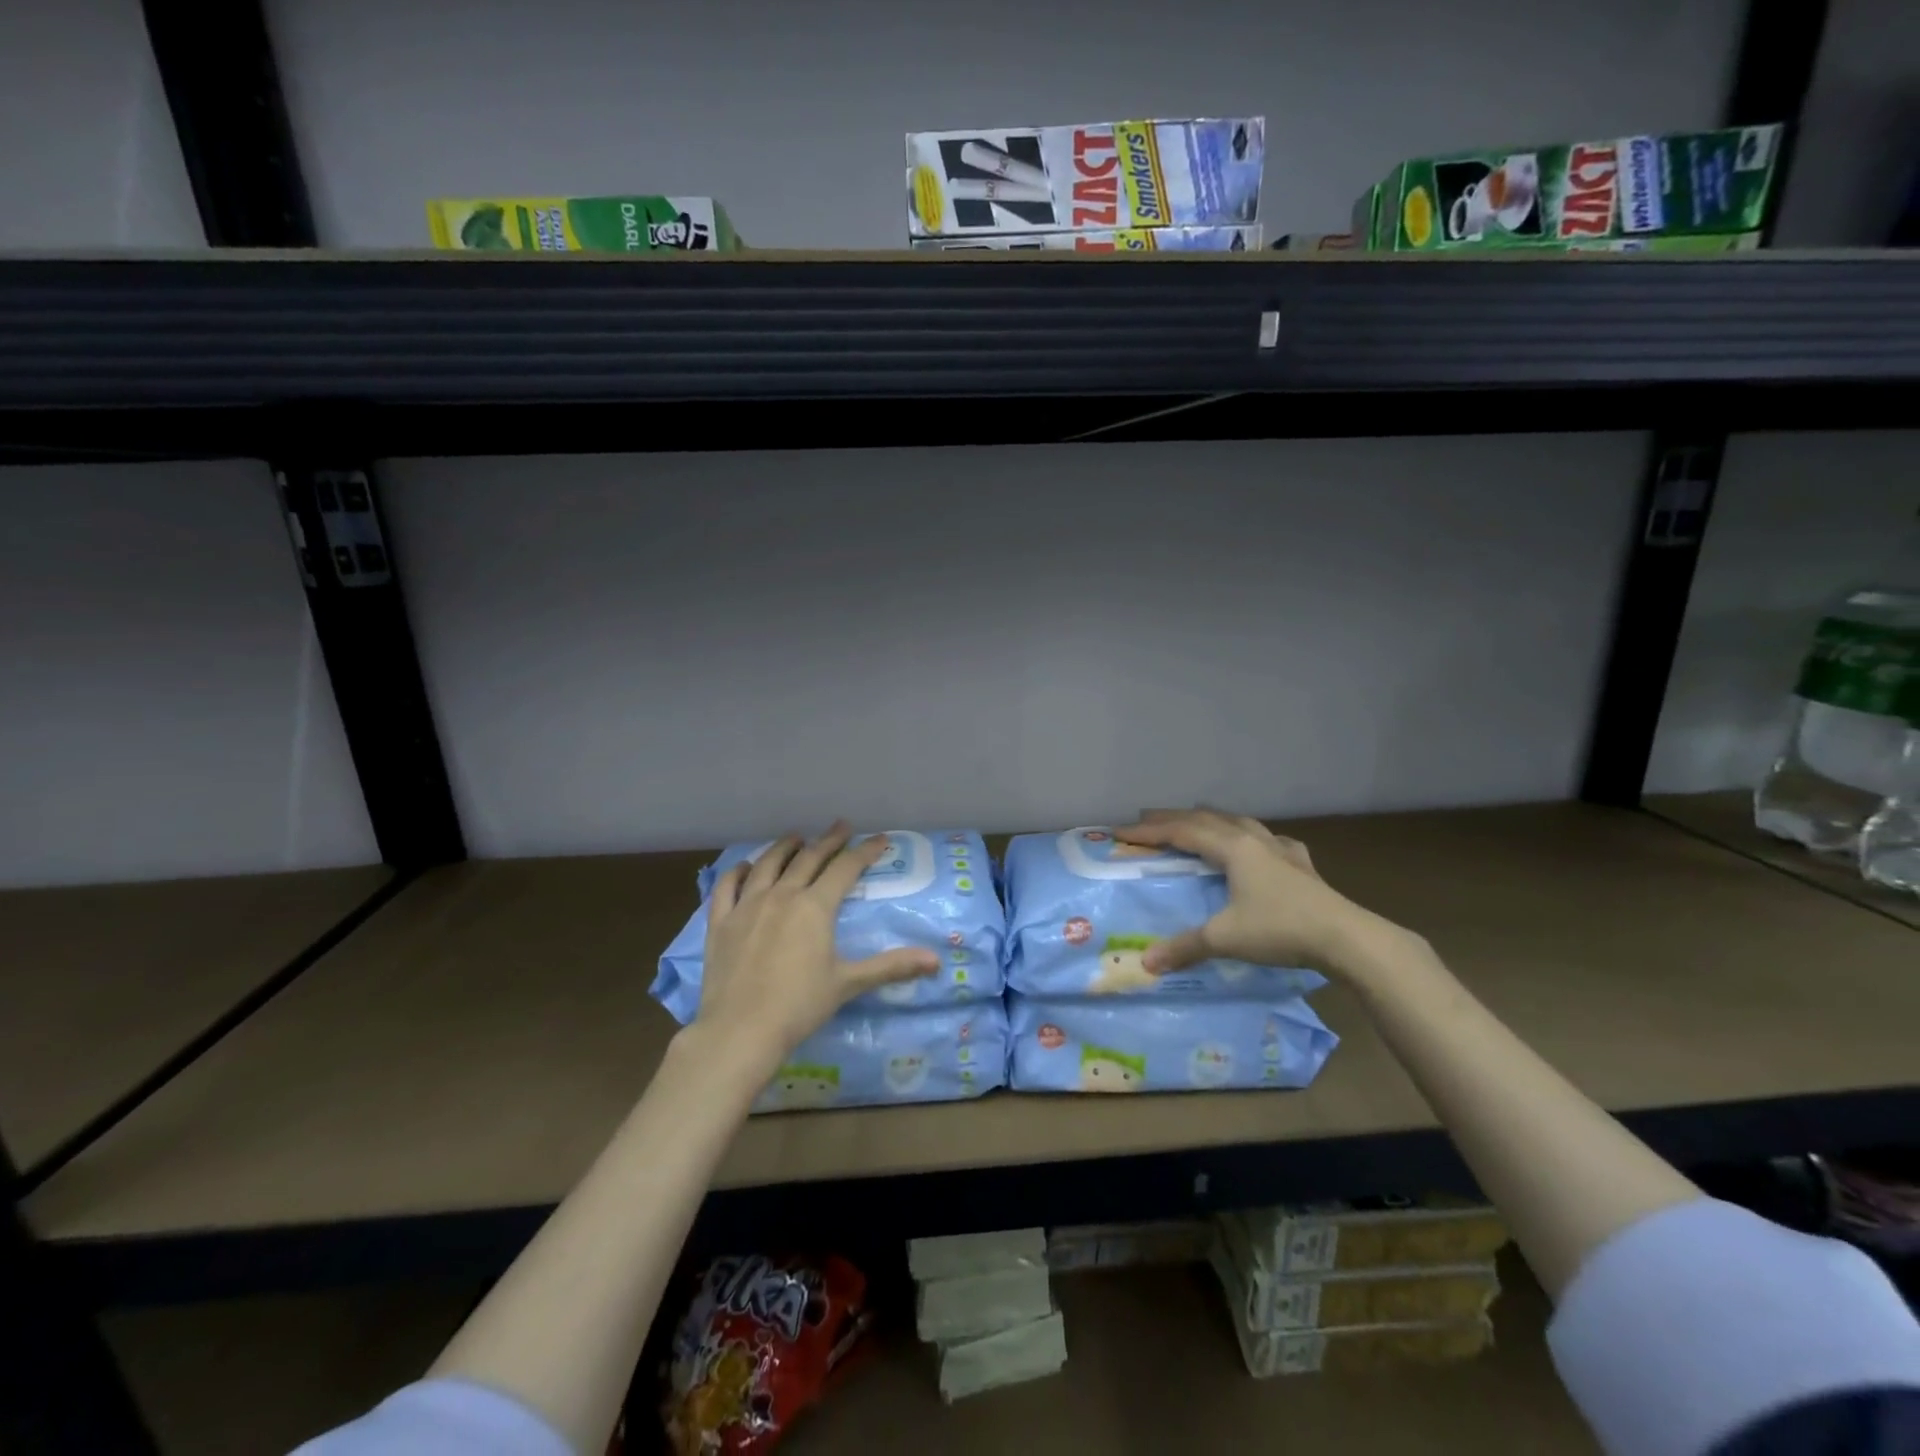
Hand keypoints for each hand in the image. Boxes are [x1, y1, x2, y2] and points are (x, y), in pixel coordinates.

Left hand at [694, 823, 938, 1069]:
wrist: (740, 1031)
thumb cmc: (799, 1005)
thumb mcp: (848, 983)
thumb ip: (891, 967)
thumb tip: (936, 961)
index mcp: (815, 906)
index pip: (845, 868)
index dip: (865, 851)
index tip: (880, 839)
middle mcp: (782, 895)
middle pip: (809, 858)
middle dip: (829, 840)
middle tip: (842, 826)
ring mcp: (747, 905)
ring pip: (768, 864)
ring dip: (785, 847)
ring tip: (797, 837)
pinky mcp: (720, 922)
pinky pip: (728, 886)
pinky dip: (738, 872)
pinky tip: (745, 867)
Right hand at [1113, 810, 1390, 977]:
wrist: (1347, 938)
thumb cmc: (1281, 930)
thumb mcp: (1226, 938)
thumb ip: (1185, 946)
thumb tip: (1147, 963)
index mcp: (1232, 848)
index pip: (1181, 832)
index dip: (1149, 831)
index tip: (1119, 832)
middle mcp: (1254, 840)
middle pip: (1206, 819)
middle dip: (1173, 817)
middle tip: (1146, 819)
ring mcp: (1281, 850)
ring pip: (1238, 822)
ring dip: (1211, 819)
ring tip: (1196, 820)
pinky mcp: (1302, 865)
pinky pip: (1269, 840)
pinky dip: (1252, 836)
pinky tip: (1260, 845)